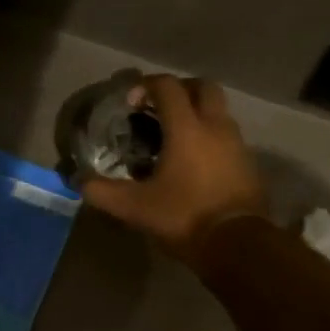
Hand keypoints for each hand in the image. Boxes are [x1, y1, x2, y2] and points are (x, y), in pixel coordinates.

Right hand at [82, 74, 266, 263]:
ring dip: (198, 114)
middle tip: (159, 107)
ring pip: (219, 112)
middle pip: (203, 87)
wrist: (237, 245)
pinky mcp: (249, 164)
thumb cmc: (184, 217)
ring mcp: (237, 144)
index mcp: (187, 129)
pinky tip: (195, 163)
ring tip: (176, 137)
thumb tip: (79, 183)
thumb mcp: (135, 208)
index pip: (168, 87)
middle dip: (180, 89)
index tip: (131, 101)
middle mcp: (216, 127)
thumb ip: (103, 192)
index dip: (146, 85)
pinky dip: (211, 138)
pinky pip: (228, 138)